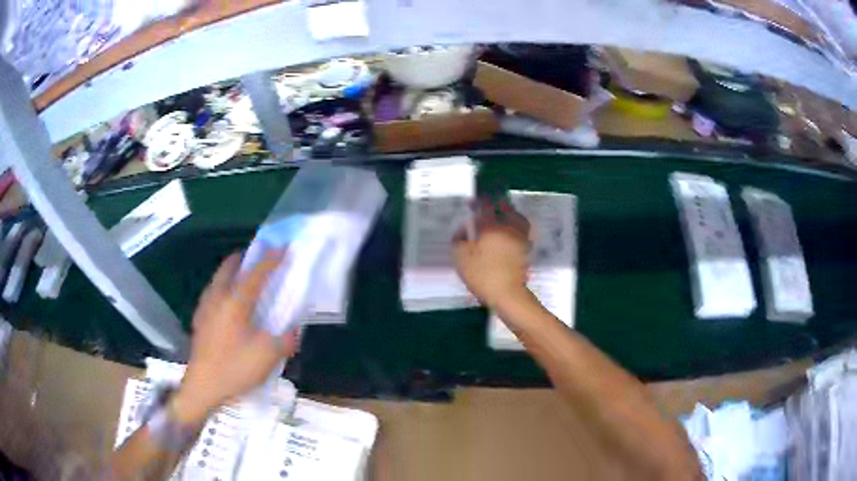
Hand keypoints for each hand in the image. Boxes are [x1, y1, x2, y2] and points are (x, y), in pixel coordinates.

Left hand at [172, 250, 297, 424]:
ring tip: (242, 278)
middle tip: (257, 257)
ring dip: (231, 272)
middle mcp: (218, 298)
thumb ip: (285, 340)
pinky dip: (221, 288)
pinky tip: (226, 304)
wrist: (203, 387)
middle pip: (229, 267)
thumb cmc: (234, 368)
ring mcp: (205, 308)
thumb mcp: (267, 357)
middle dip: (244, 258)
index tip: (283, 246)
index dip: (271, 259)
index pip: (256, 273)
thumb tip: (293, 330)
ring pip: (218, 279)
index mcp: (235, 302)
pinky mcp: (199, 321)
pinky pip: (211, 294)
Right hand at [452, 198, 531, 309]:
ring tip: (498, 220)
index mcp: (492, 226)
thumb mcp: (461, 257)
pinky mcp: (526, 249)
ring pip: (516, 218)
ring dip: (508, 214)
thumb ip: (459, 239)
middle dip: (495, 205)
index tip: (471, 203)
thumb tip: (464, 229)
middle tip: (485, 210)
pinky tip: (506, 235)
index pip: (487, 205)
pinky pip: (521, 231)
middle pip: (506, 208)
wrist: (508, 295)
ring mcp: (521, 238)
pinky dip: (514, 228)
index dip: (478, 202)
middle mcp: (509, 227)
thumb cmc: (483, 275)